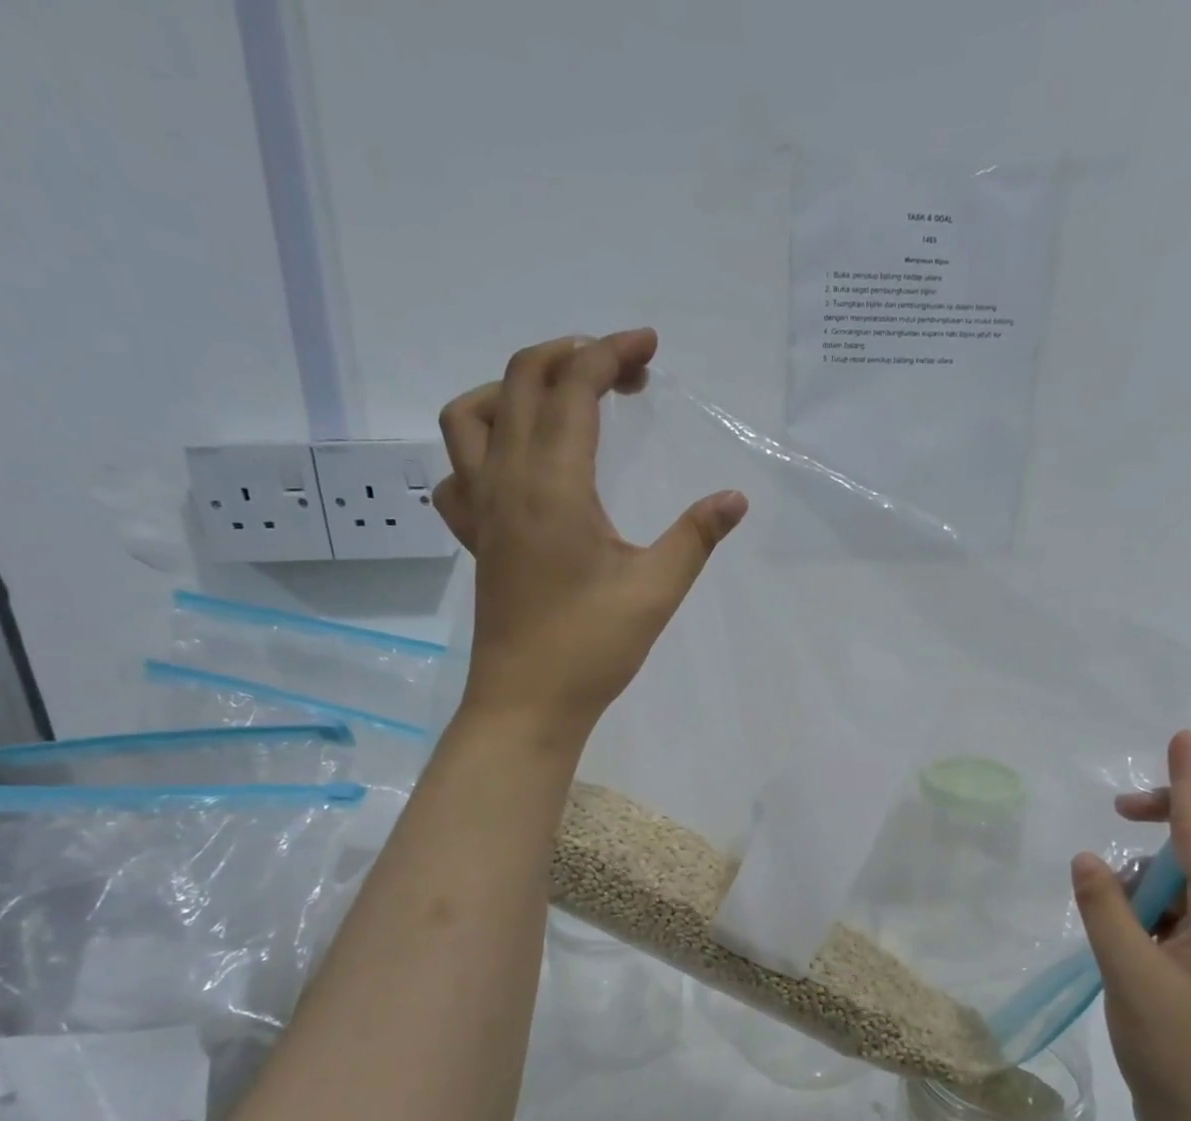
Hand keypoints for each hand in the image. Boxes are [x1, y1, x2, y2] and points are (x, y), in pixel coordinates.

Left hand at [434, 328, 746, 741]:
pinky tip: (516, 468)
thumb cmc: (592, 648)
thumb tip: (734, 498)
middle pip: (521, 380)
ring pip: (470, 415)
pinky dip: (480, 448)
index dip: (612, 352)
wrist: (527, 704)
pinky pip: (456, 472)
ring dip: (512, 388)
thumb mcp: (656, 590)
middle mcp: (508, 481)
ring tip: (560, 402)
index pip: (574, 387)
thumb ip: (696, 536)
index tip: (649, 348)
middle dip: (574, 357)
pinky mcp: (475, 538)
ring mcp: (482, 509)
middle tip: (625, 373)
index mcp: (554, 484)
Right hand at [1070, 731, 1190, 1120]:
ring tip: (1105, 895)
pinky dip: (1145, 907)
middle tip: (1121, 810)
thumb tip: (1087, 857)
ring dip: (1149, 873)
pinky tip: (1113, 926)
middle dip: (1173, 817)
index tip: (1183, 738)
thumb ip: (1106, 910)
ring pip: (1190, 885)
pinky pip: (1175, 917)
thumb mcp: (1132, 976)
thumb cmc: (1181, 1055)